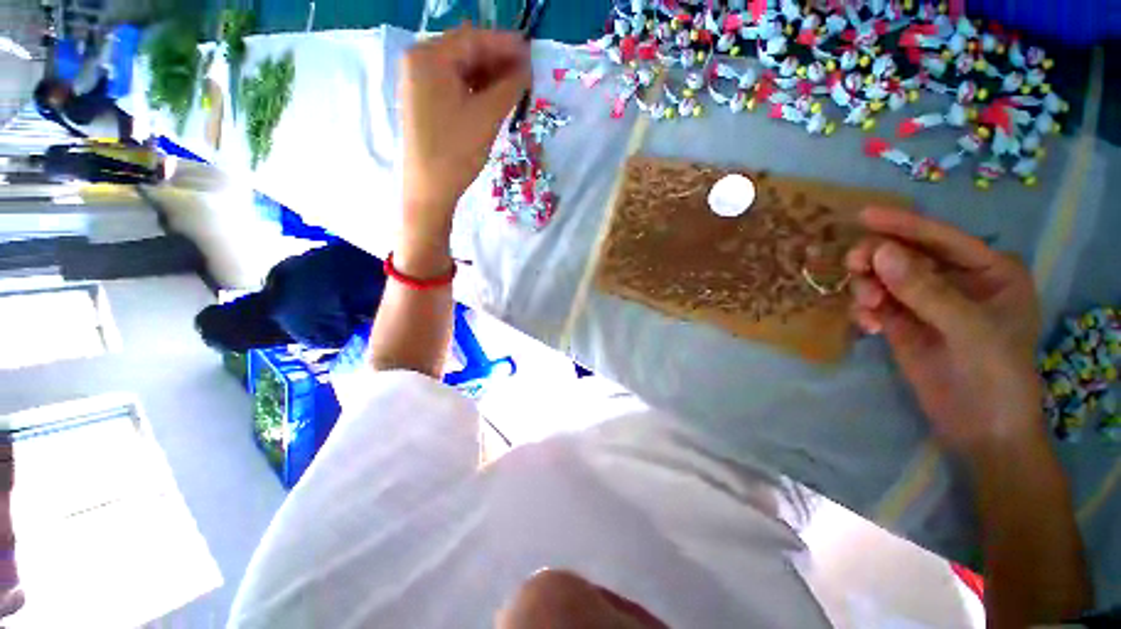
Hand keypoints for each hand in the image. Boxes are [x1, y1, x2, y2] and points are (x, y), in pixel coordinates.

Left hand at [399, 25, 530, 243]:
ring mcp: (419, 82)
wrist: (430, 189)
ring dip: (489, 76)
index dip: (506, 45)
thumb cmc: (456, 151)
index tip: (532, 53)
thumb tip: (527, 68)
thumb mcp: (487, 116)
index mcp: (429, 56)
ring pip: (461, 70)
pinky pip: (454, 86)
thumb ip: (509, 87)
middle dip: (497, 61)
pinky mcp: (424, 102)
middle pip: (465, 52)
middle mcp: (419, 61)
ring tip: (515, 87)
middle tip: (526, 73)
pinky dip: (475, 89)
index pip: (474, 40)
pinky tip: (494, 98)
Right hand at [846, 207, 1044, 456]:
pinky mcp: (901, 323)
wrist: (979, 427)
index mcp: (987, 271)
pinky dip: (864, 310)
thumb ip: (924, 290)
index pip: (941, 238)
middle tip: (854, 267)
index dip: (904, 226)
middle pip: (904, 255)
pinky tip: (867, 326)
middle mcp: (954, 280)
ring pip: (883, 278)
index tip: (864, 216)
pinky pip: (873, 304)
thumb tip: (880, 252)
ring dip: (868, 288)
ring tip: (868, 308)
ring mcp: (924, 303)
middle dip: (877, 260)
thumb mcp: (967, 328)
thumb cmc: (994, 374)